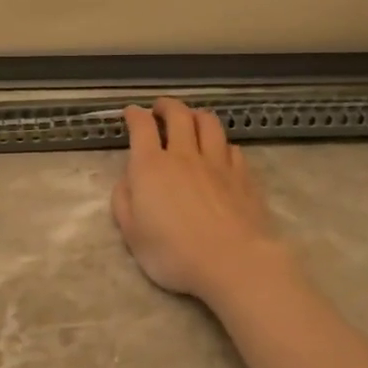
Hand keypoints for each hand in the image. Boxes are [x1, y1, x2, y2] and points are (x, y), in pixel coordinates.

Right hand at [112, 99, 291, 302]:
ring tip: (191, 119)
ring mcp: (217, 163)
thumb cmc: (174, 253)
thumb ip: (124, 202)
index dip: (134, 114)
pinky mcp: (243, 176)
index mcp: (151, 167)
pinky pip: (232, 147)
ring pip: (209, 123)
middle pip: (178, 115)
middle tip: (160, 108)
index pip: (141, 126)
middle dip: (167, 106)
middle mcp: (184, 155)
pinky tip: (221, 151)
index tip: (131, 113)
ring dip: (197, 115)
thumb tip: (127, 181)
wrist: (233, 262)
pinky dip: (222, 143)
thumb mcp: (132, 234)